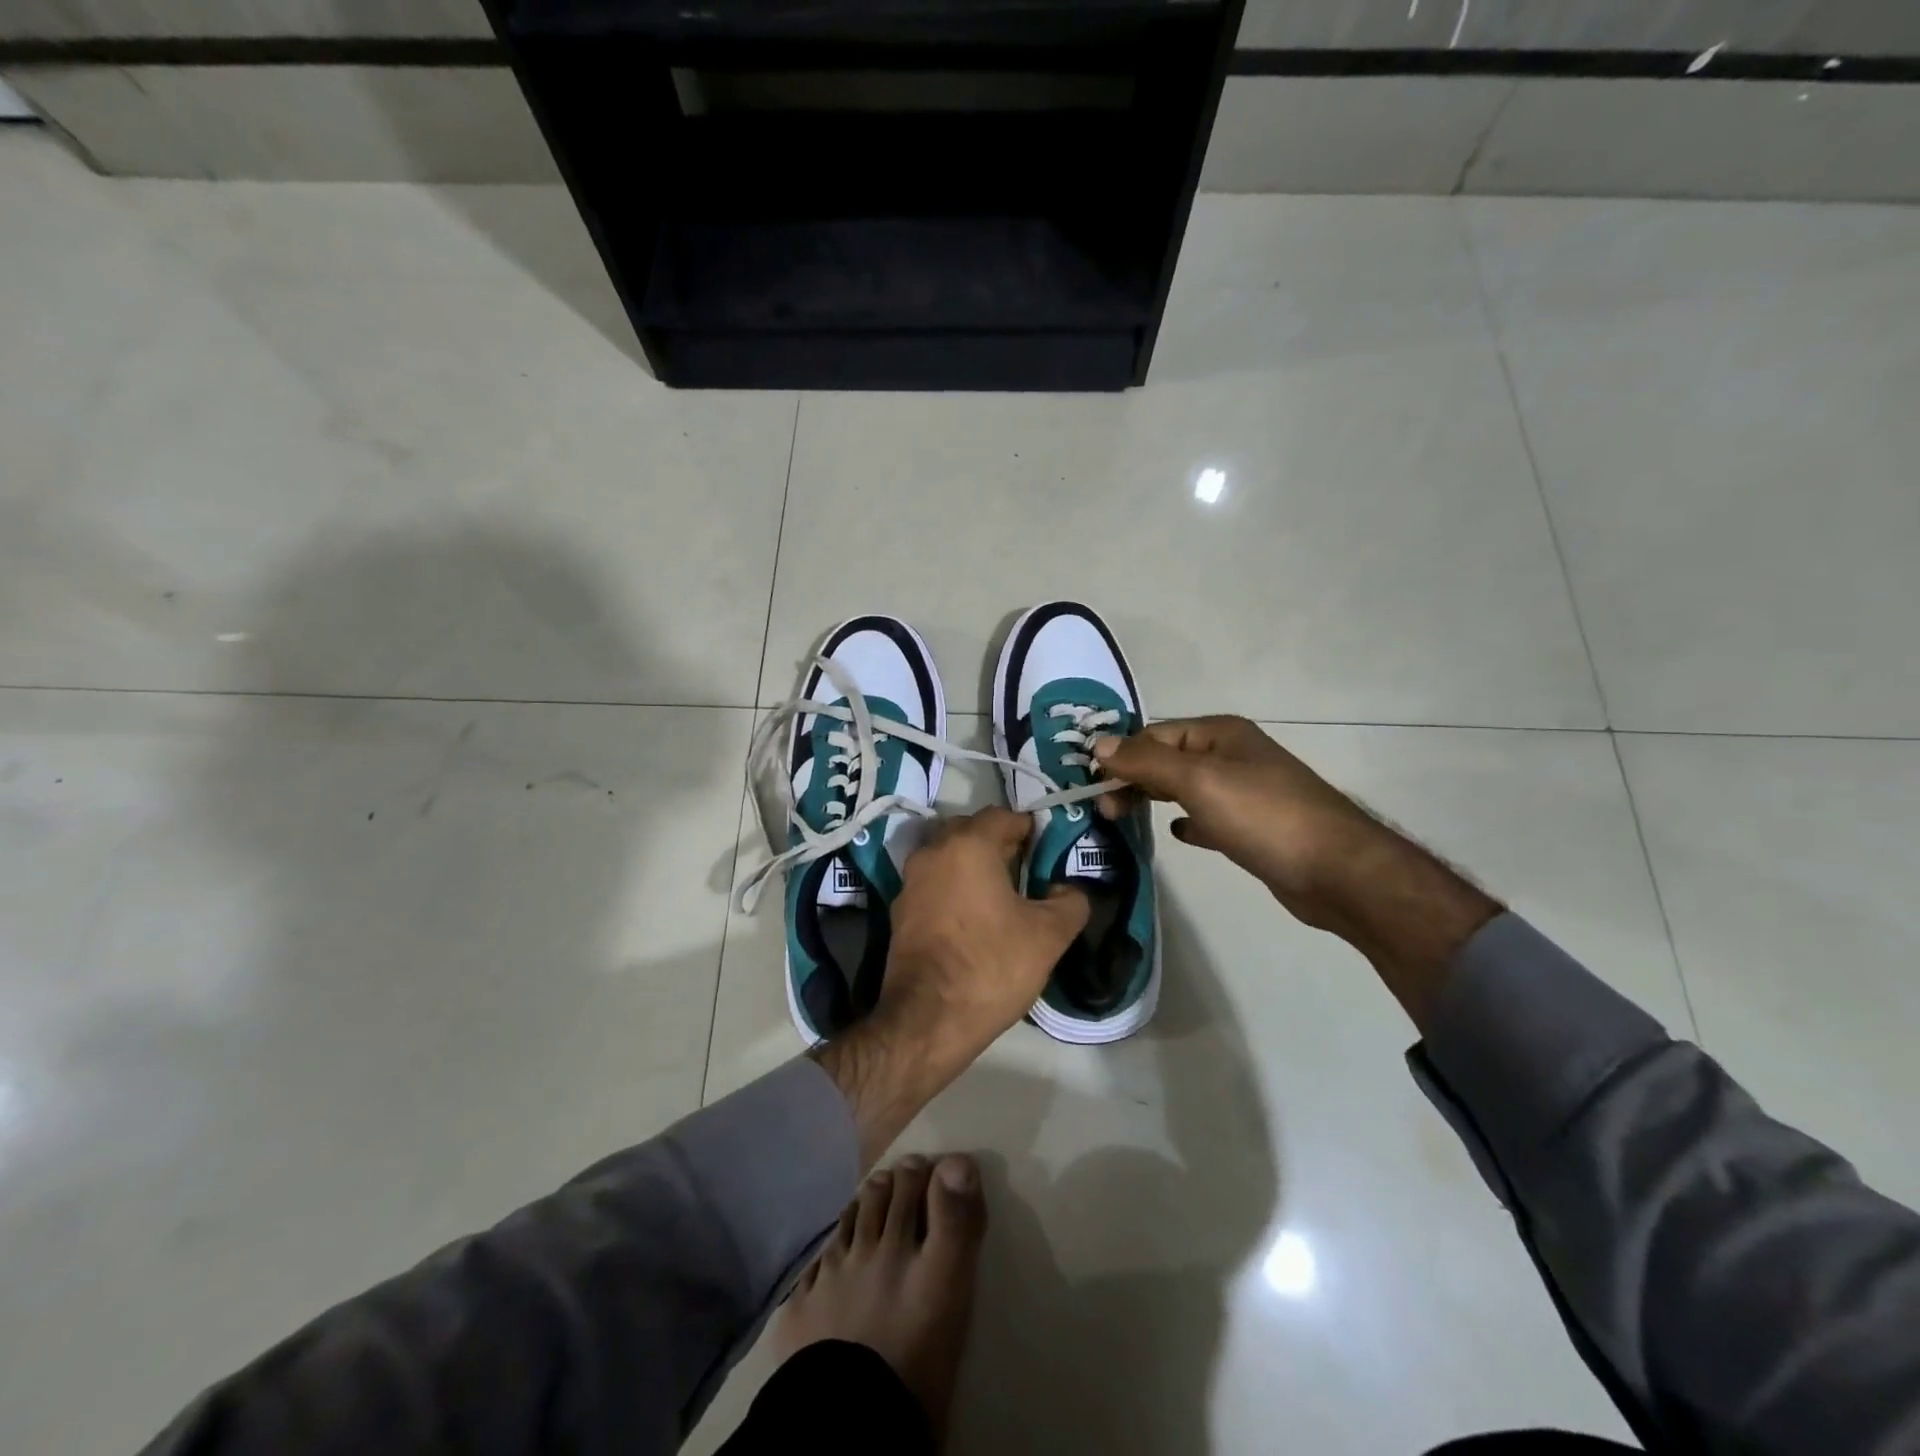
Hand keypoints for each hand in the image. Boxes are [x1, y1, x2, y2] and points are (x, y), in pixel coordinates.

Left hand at [816, 808, 1088, 1166]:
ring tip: (1002, 895)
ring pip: (948, 856)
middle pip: (970, 831)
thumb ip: (1070, 902)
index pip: (1002, 816)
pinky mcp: (899, 910)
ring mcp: (910, 881)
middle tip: (1027, 869)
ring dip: (973, 865)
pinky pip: (933, 883)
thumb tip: (1069, 889)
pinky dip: (954, 887)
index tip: (1048, 850)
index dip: (1029, 828)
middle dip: (999, 843)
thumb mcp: (1049, 935)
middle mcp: (933, 852)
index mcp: (968, 845)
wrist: (927, 1019)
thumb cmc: (991, 966)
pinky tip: (973, 917)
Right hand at [1090, 717, 1377, 924]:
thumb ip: (1146, 761)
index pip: (1154, 734)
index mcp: (1219, 734)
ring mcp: (1243, 792)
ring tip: (1123, 818)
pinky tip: (1178, 835)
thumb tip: (1097, 743)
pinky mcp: (1251, 827)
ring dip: (1152, 798)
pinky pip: (1207, 817)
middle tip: (1106, 810)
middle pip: (1167, 759)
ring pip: (1183, 788)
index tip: (1092, 786)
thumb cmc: (1263, 816)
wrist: (1336, 871)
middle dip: (1133, 779)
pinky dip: (1187, 822)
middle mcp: (1230, 755)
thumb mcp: (1199, 780)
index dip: (1121, 755)